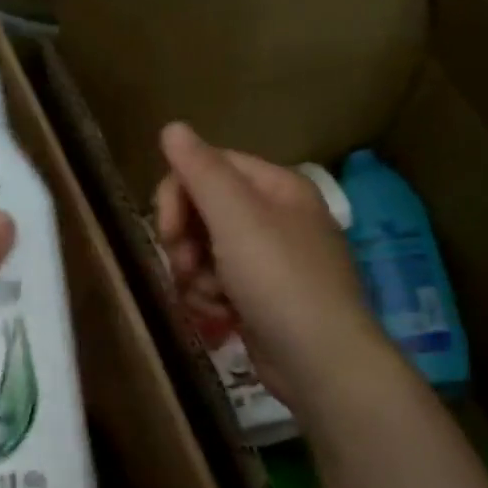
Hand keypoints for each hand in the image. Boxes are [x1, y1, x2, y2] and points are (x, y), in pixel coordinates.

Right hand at [154, 123, 383, 416]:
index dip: (178, 195)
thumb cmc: (279, 281)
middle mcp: (274, 217)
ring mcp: (267, 260)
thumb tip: (172, 127)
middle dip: (185, 242)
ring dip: (195, 277)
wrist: (320, 360)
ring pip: (203, 252)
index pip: (209, 168)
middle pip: (203, 211)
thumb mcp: (237, 219)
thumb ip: (202, 171)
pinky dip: (210, 299)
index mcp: (276, 188)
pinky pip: (216, 284)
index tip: (167, 231)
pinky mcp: (258, 297)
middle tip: (186, 268)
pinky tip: (220, 317)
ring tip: (210, 300)